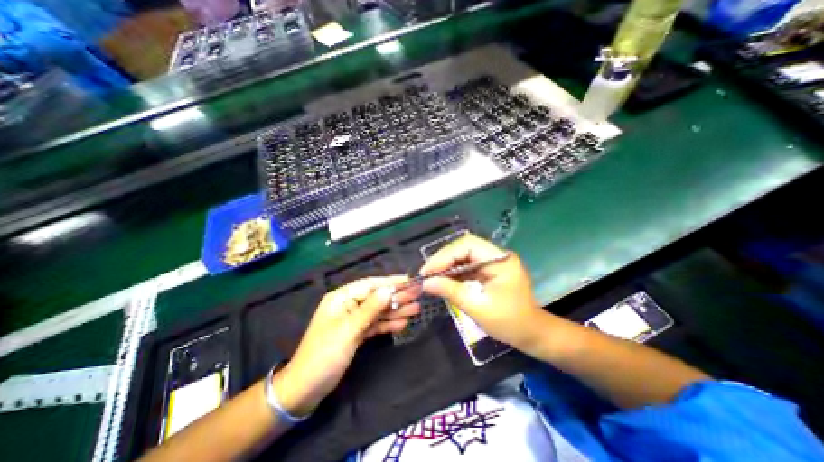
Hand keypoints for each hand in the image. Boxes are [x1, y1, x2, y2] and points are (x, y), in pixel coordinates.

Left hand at [274, 276, 420, 415]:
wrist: (305, 390)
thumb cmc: (324, 355)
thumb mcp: (349, 330)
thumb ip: (370, 309)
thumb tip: (388, 290)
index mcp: (341, 298)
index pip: (370, 285)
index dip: (391, 282)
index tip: (410, 280)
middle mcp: (348, 305)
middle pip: (377, 298)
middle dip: (397, 297)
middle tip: (418, 295)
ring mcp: (353, 320)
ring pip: (378, 312)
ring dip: (396, 311)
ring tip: (416, 309)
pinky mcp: (356, 334)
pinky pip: (375, 325)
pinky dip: (388, 324)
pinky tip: (403, 323)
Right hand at [421, 234, 544, 350]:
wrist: (532, 334)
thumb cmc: (510, 323)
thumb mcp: (478, 308)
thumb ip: (451, 291)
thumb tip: (426, 282)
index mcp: (500, 260)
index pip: (467, 245)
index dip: (445, 255)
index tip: (427, 271)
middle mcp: (496, 255)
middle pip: (463, 248)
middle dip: (443, 259)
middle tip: (426, 273)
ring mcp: (492, 262)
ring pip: (463, 256)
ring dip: (446, 265)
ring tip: (430, 277)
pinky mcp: (488, 270)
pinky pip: (466, 265)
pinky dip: (453, 272)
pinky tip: (442, 280)